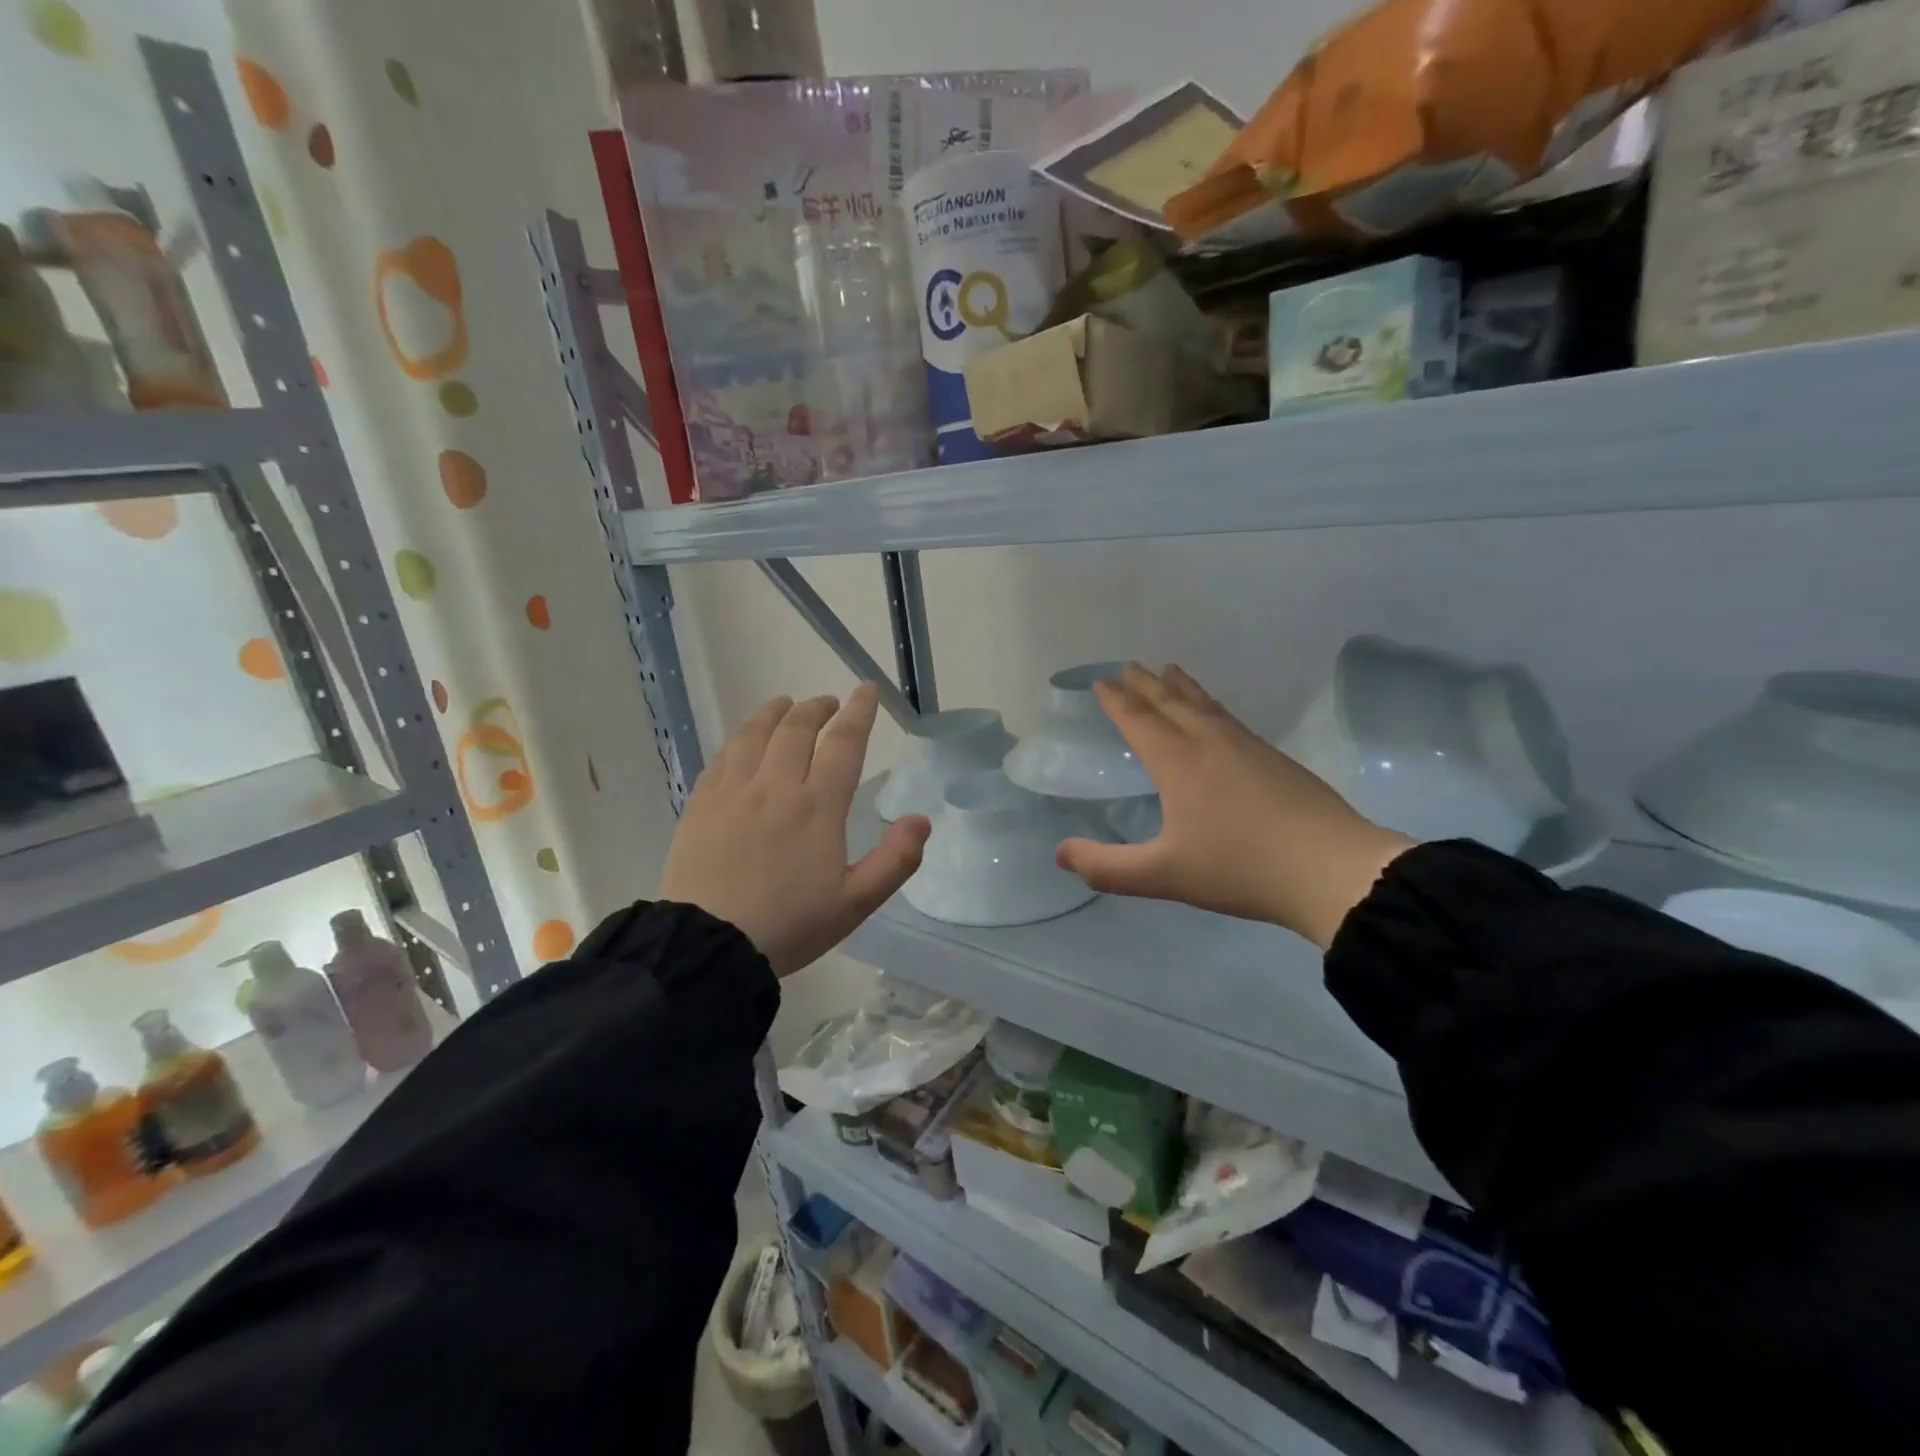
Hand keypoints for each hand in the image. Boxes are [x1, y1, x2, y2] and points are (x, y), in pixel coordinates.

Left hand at [658, 685, 930, 975]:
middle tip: (827, 703)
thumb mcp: (855, 904)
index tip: (866, 689)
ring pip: (756, 735)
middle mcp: (775, 786)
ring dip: (775, 713)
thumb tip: (922, 820)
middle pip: (797, 730)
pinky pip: (722, 757)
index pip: (843, 744)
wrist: (709, 946)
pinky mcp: (701, 805)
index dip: (859, 712)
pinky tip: (743, 741)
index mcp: (817, 806)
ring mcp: (734, 792)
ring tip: (785, 704)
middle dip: (817, 709)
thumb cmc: (789, 925)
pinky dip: (739, 739)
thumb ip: (895, 861)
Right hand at [1055, 664, 1412, 947]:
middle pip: (1171, 703)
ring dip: (1182, 687)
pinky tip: (1218, 714)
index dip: (1117, 702)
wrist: (1329, 869)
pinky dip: (1212, 705)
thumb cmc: (1239, 868)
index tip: (1102, 681)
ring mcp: (1248, 747)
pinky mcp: (1275, 759)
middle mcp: (1210, 743)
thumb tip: (1060, 854)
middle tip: (1130, 665)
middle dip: (1146, 684)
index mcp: (1179, 763)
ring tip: (1170, 670)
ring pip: (1206, 706)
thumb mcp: (1163, 875)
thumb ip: (1107, 868)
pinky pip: (1230, 718)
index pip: (1139, 721)